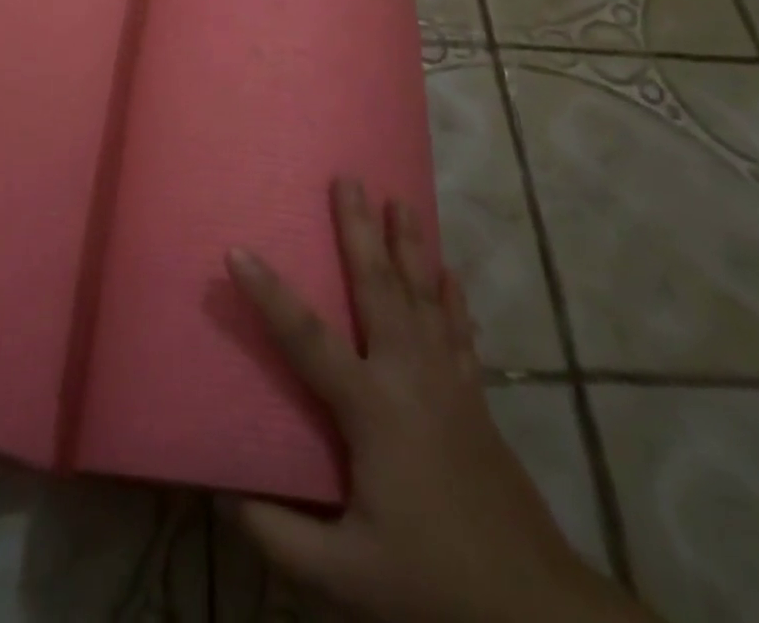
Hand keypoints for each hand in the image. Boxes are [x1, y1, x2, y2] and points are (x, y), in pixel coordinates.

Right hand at [226, 179, 650, 622]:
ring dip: (409, 243)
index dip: (270, 294)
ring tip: (399, 198)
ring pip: (424, 294)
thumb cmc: (433, 585)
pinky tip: (450, 269)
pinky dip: (452, 295)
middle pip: (379, 286)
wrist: (535, 610)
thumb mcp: (345, 577)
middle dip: (359, 228)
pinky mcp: (474, 396)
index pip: (307, 338)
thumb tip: (223, 497)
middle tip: (348, 178)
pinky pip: (459, 329)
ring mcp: (449, 380)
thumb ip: (279, 538)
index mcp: (372, 408)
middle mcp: (410, 374)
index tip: (238, 251)